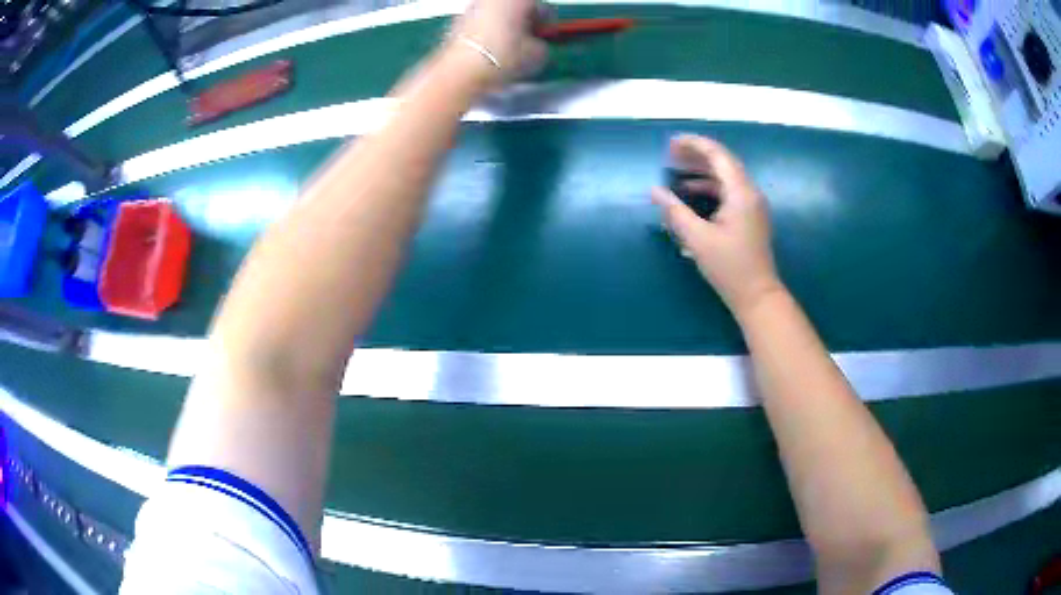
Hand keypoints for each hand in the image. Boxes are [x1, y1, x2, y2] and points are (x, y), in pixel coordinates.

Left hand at [449, 0, 547, 83]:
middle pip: (516, 7)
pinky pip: (481, 23)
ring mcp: (473, 7)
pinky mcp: (457, 21)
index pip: (541, 6)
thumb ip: (542, 45)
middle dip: (524, 21)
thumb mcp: (537, 55)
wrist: (460, 70)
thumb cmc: (502, 56)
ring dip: (505, 26)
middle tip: (529, 41)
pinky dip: (488, 33)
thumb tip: (537, 47)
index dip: (547, 22)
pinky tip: (490, 52)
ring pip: (498, 14)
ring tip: (509, 49)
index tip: (547, 36)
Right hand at [651, 135, 783, 314]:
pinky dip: (709, 186)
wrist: (757, 295)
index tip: (670, 144)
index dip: (693, 144)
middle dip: (696, 155)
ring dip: (701, 170)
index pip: (717, 155)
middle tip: (670, 155)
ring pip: (726, 176)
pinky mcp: (750, 216)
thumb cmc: (729, 267)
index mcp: (740, 192)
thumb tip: (654, 191)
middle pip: (723, 162)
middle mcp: (750, 192)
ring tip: (676, 170)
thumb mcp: (697, 239)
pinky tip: (691, 192)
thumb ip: (675, 211)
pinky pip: (729, 190)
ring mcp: (752, 204)